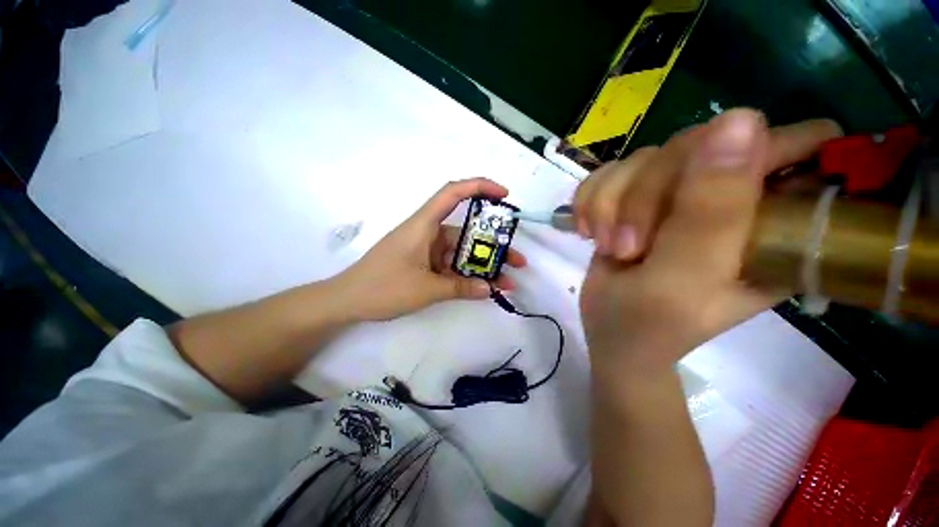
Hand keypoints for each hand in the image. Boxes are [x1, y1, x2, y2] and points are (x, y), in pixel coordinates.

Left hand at [335, 178, 526, 320]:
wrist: (347, 301)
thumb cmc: (382, 287)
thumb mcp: (425, 289)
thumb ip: (459, 289)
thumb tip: (490, 289)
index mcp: (423, 225)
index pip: (452, 193)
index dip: (479, 187)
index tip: (504, 195)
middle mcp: (428, 233)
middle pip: (466, 232)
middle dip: (494, 246)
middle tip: (518, 260)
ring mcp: (427, 250)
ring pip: (461, 253)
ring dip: (483, 266)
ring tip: (507, 280)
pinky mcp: (425, 264)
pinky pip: (451, 266)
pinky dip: (467, 276)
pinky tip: (482, 288)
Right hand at [577, 109, 841, 374]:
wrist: (611, 332)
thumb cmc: (653, 321)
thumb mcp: (687, 276)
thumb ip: (713, 209)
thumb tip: (738, 119)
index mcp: (772, 217)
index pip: (787, 143)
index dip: (746, 153)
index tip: (693, 197)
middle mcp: (728, 196)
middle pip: (688, 146)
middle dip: (642, 194)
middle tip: (625, 245)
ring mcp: (678, 193)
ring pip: (639, 159)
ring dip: (608, 203)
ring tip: (606, 245)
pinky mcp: (636, 196)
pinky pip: (607, 172)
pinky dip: (589, 200)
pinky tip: (587, 230)